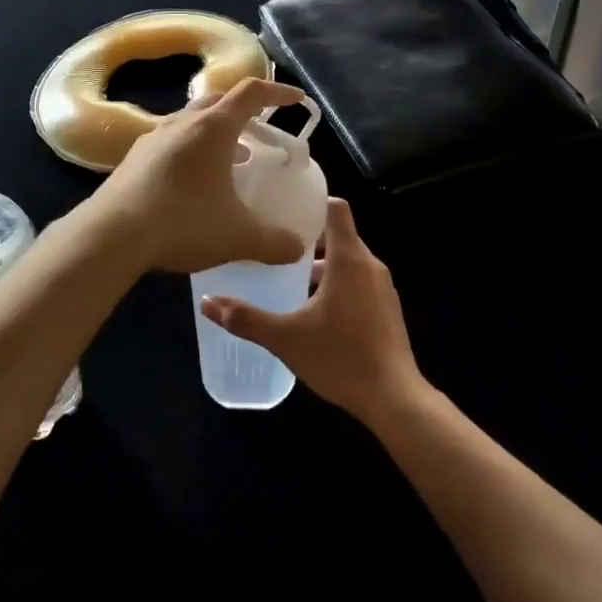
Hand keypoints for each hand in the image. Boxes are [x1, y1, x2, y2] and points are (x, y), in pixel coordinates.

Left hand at [82, 77, 310, 273]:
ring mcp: (153, 138)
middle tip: (261, 134)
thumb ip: (273, 242)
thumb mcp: (237, 236)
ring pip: (192, 121)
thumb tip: (297, 248)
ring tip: (232, 161)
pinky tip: (193, 183)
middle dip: (244, 112)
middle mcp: (183, 122)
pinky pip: (171, 142)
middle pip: (219, 101)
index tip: (296, 101)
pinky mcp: (133, 158)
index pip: (252, 92)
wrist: (111, 234)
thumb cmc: (183, 222)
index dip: (278, 92)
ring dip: (216, 133)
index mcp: (213, 127)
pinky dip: (191, 151)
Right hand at [199, 198, 422, 421]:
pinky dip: (338, 285)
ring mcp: (383, 288)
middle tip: (275, 247)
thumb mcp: (286, 338)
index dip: (313, 203)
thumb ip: (246, 319)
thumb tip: (207, 303)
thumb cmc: (340, 358)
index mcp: (348, 260)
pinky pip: (359, 282)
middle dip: (308, 240)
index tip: (285, 210)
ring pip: (349, 262)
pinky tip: (315, 311)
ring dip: (322, 266)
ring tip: (289, 280)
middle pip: (339, 236)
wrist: (393, 397)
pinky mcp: (387, 309)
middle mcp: (370, 265)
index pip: (336, 209)